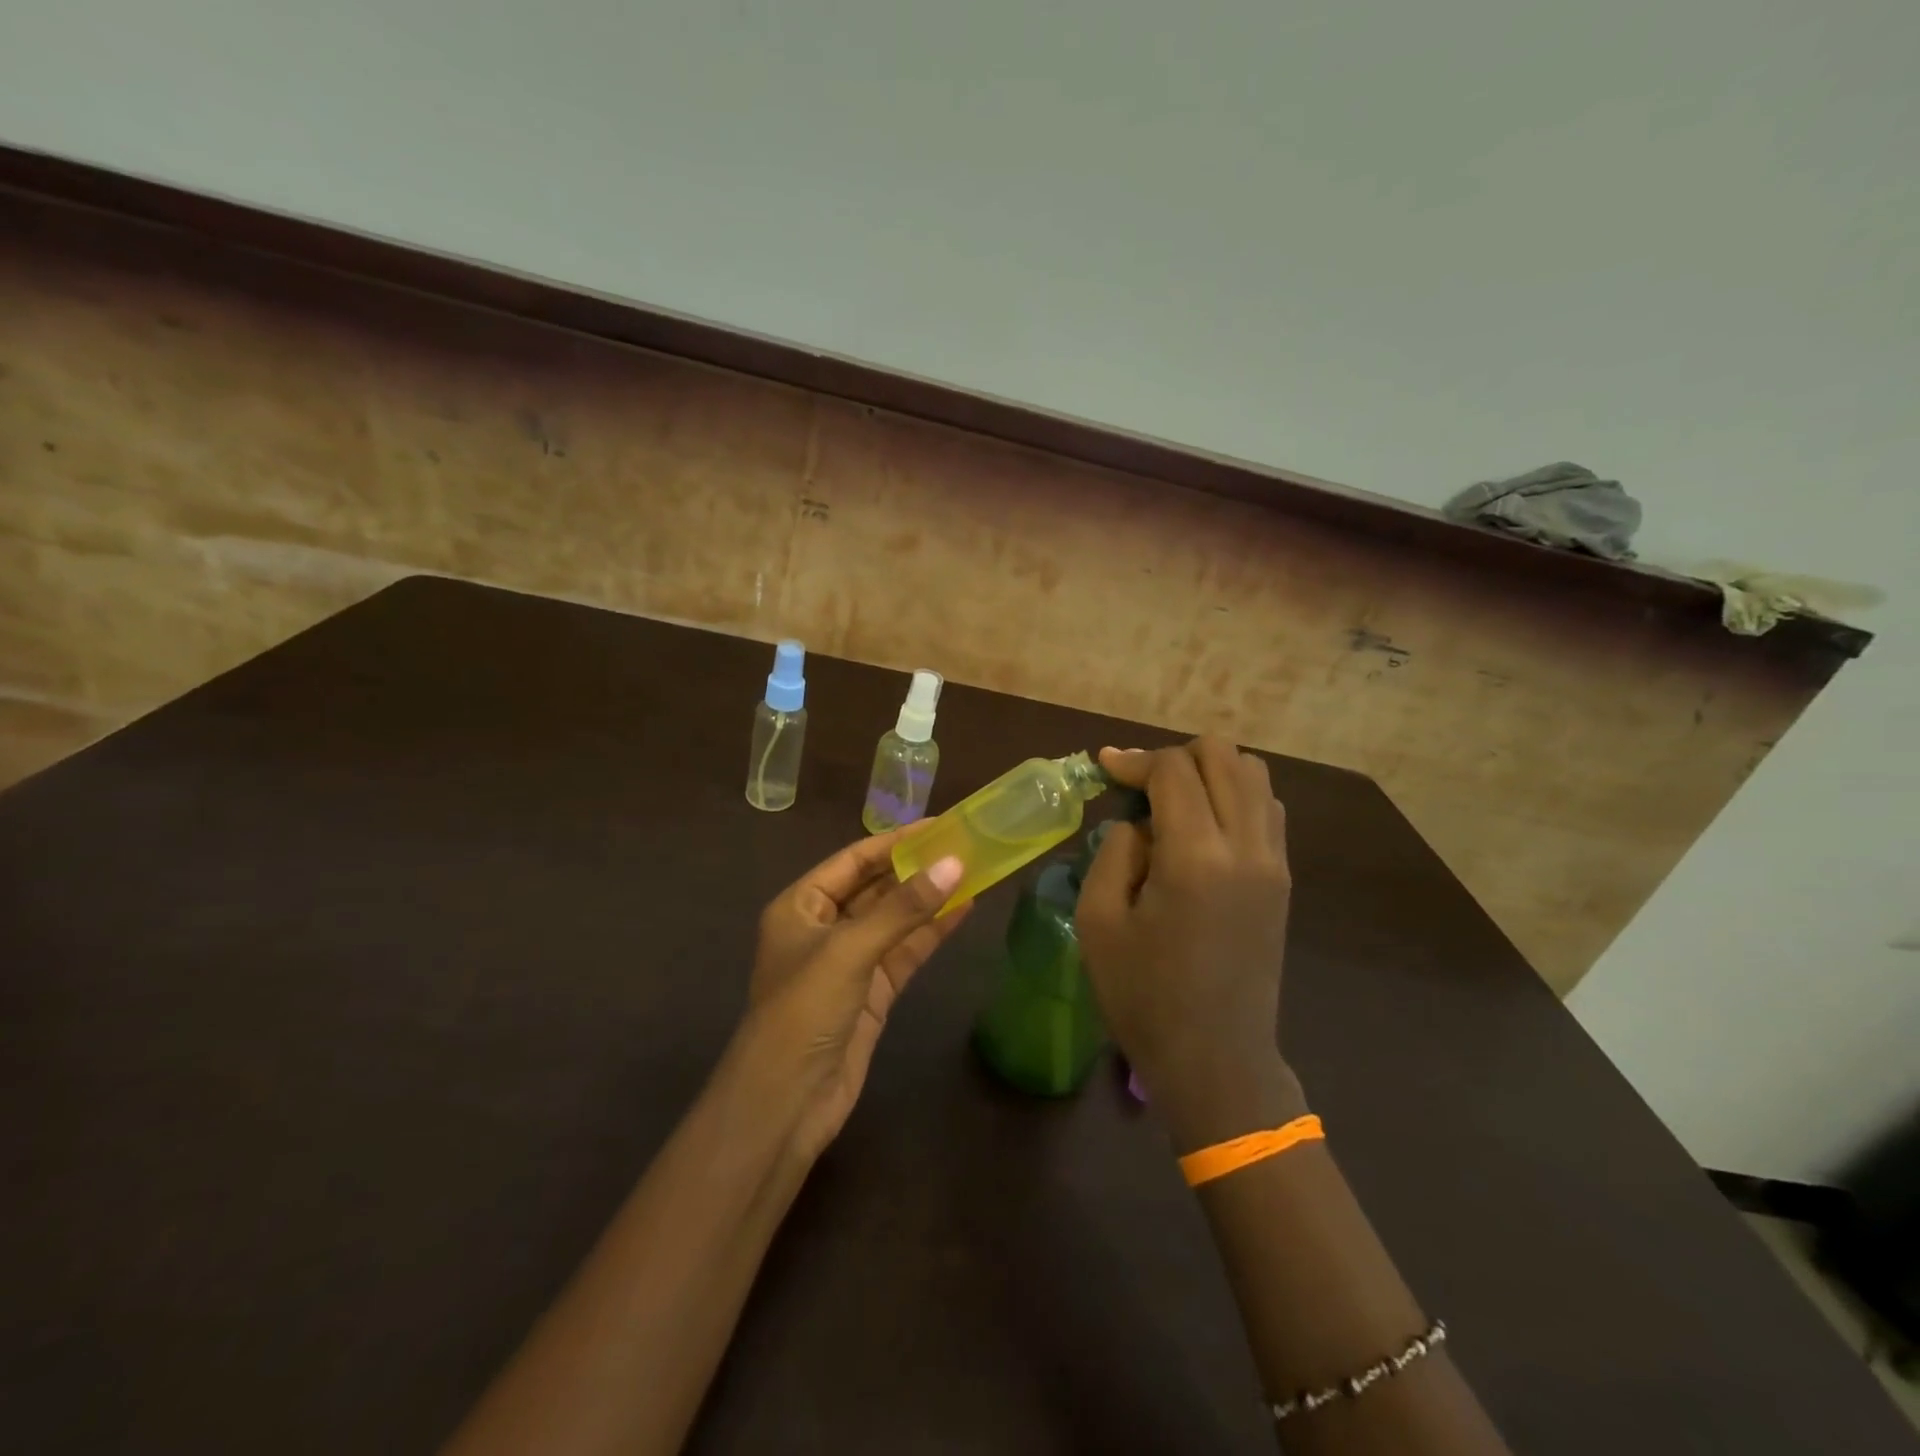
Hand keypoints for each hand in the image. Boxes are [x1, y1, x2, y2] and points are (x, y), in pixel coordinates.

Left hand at [735, 831, 968, 1160]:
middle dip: (915, 869)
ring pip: (895, 921)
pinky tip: (963, 911)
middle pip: (875, 888)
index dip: (894, 841)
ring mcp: (849, 962)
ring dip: (929, 900)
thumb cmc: (804, 1010)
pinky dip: (931, 933)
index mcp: (800, 906)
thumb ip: (903, 907)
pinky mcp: (872, 993)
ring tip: (972, 872)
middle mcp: (823, 928)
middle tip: (963, 845)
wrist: (786, 1102)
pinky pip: (905, 953)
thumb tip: (954, 864)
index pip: (853, 861)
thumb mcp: (850, 949)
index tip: (938, 825)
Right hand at [1076, 738, 1300, 1145]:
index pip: (1173, 770)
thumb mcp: (1099, 921)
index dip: (1134, 760)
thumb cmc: (1144, 996)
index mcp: (1196, 857)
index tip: (1104, 768)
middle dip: (1175, 756)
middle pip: (1223, 755)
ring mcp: (1274, 862)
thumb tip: (1138, 822)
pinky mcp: (1283, 880)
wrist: (1216, 1059)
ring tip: (1171, 801)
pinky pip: (1267, 808)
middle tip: (1138, 785)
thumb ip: (1114, 851)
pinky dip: (1235, 796)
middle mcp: (1246, 847)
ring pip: (1254, 774)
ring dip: (1210, 771)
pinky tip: (1202, 825)